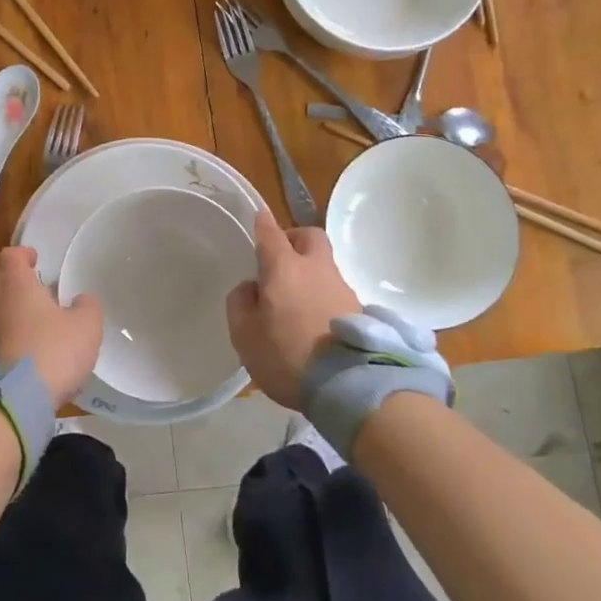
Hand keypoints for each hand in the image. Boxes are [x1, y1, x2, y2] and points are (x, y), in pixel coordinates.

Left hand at [0, 246, 102, 406]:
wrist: (15, 400)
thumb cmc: (52, 350)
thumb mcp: (86, 325)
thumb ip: (87, 306)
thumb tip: (81, 301)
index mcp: (16, 285)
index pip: (11, 256)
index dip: (24, 254)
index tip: (36, 260)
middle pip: (0, 284)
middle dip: (18, 287)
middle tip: (40, 296)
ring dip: (13, 316)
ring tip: (37, 328)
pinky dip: (10, 342)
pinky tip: (30, 357)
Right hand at [226, 210, 362, 409]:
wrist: (348, 385)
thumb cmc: (287, 355)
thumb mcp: (245, 335)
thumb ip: (241, 304)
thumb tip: (251, 287)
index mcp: (284, 268)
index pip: (271, 234)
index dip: (263, 222)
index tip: (259, 214)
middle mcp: (316, 269)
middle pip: (310, 237)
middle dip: (294, 239)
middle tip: (279, 259)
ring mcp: (342, 289)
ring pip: (324, 266)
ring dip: (309, 273)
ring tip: (294, 301)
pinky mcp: (359, 311)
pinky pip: (335, 292)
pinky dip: (322, 297)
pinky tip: (313, 321)